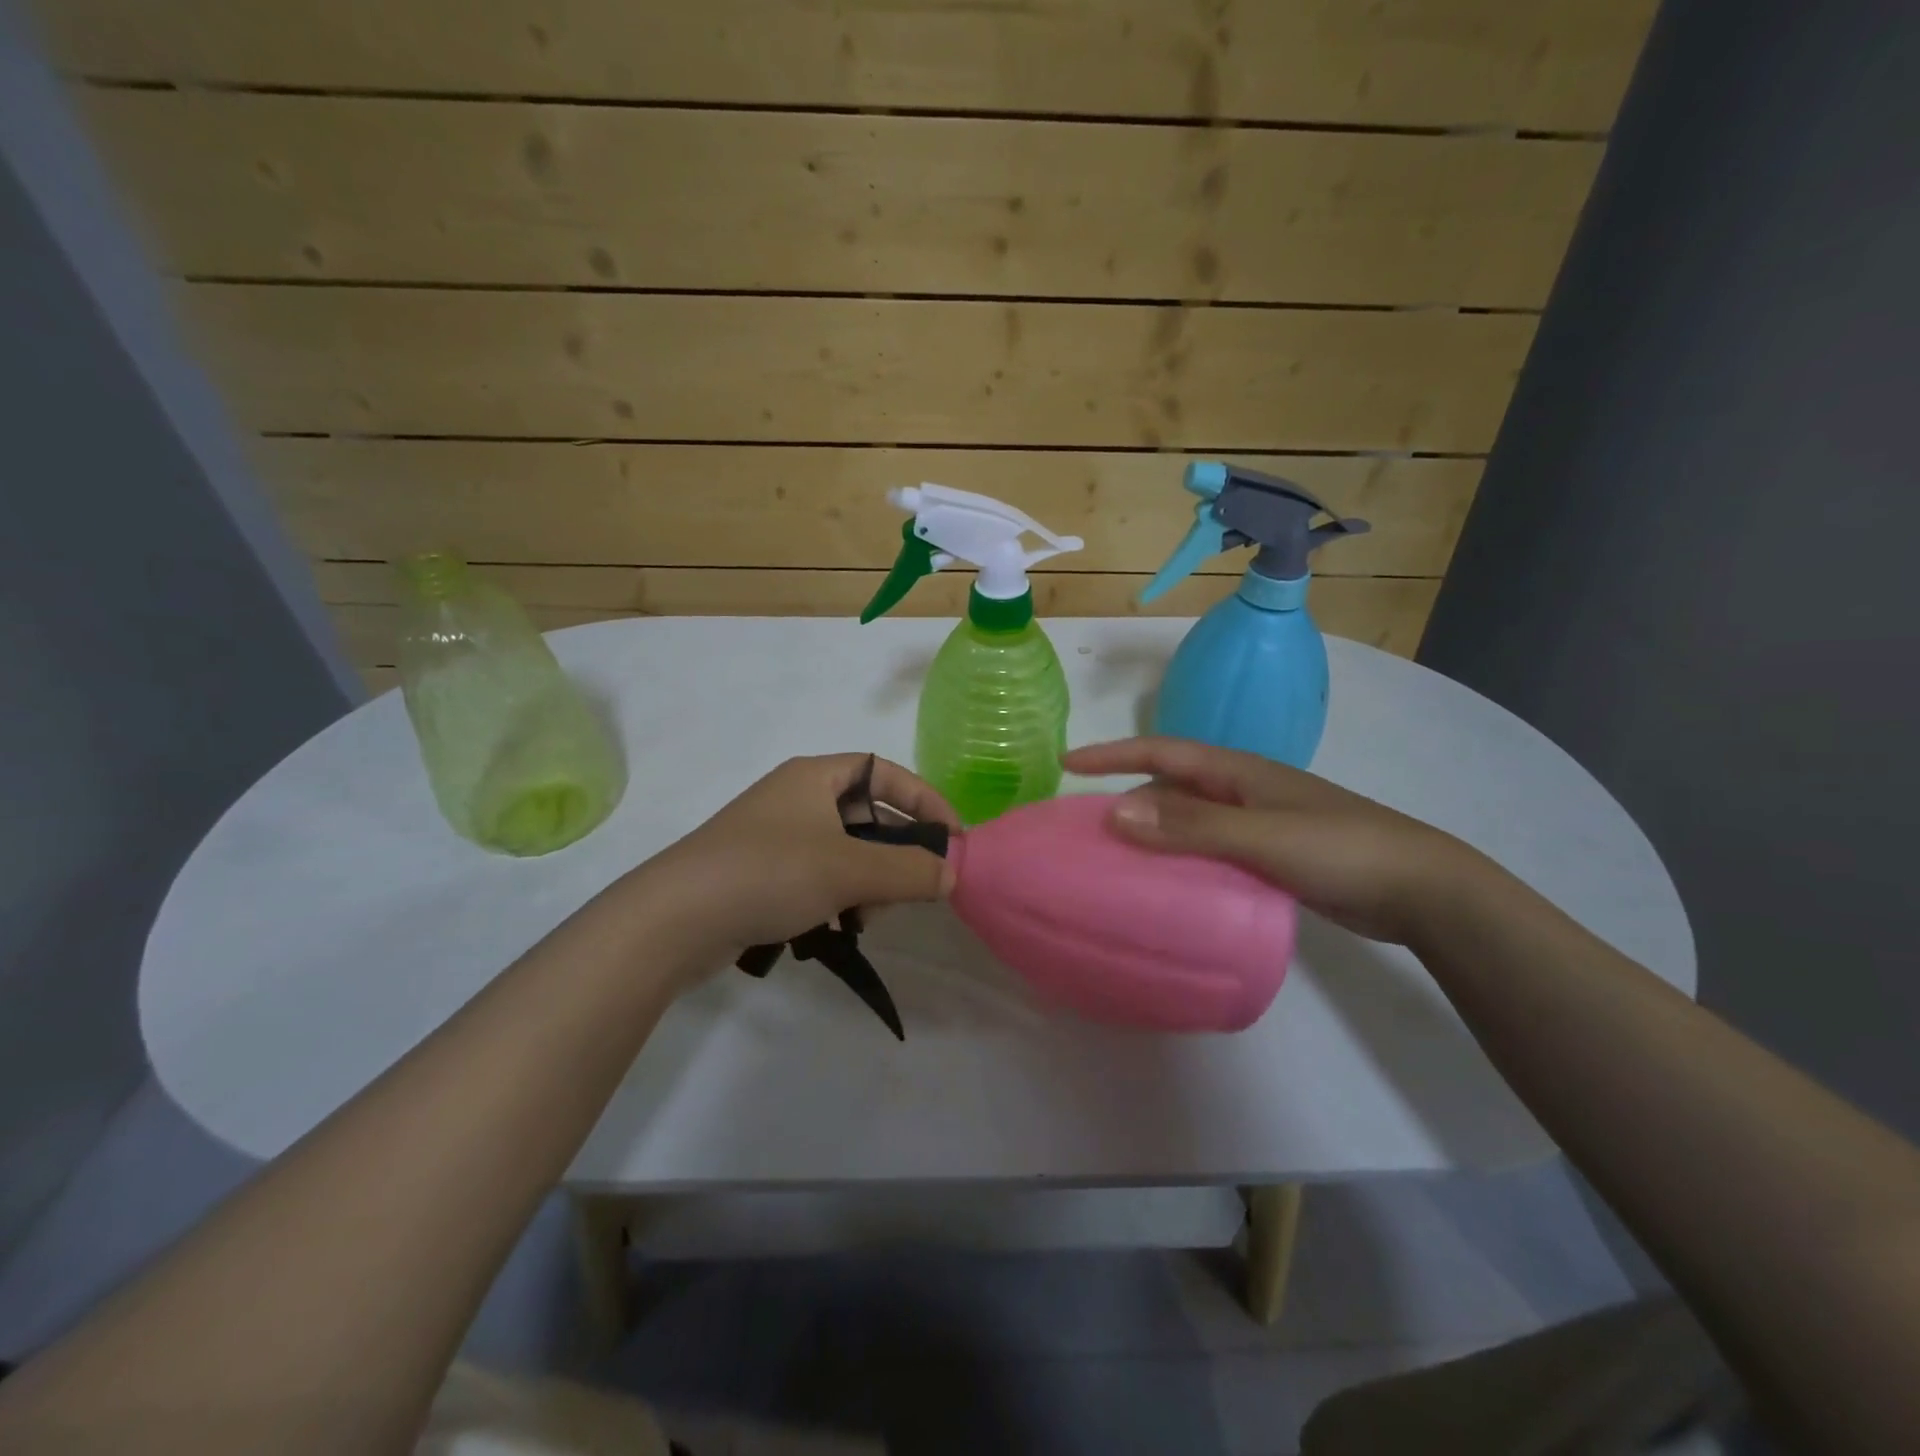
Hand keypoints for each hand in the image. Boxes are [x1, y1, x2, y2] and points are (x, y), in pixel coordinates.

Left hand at [650, 754, 958, 949]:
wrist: (674, 920)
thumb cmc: (769, 873)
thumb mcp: (849, 869)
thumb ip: (909, 870)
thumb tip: (953, 874)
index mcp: (815, 776)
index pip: (886, 772)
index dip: (924, 800)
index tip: (953, 838)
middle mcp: (797, 798)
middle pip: (868, 816)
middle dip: (895, 854)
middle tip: (909, 890)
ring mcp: (777, 838)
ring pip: (847, 854)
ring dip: (868, 885)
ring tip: (863, 919)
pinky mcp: (763, 875)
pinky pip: (820, 879)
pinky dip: (837, 900)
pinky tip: (834, 930)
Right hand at [1062, 736, 1490, 945]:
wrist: (1420, 890)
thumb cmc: (1339, 849)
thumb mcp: (1261, 835)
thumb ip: (1190, 826)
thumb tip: (1115, 812)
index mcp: (1237, 771)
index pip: (1161, 752)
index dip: (1113, 754)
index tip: (1067, 763)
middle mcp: (1241, 790)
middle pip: (1170, 785)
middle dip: (1125, 796)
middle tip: (1083, 825)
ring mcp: (1256, 823)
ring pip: (1187, 820)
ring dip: (1151, 831)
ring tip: (1112, 857)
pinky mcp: (1267, 856)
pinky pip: (1206, 849)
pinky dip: (1178, 859)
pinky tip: (1163, 885)